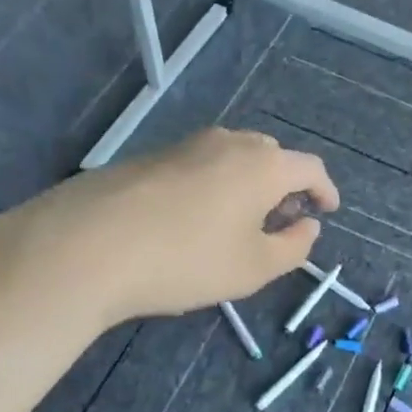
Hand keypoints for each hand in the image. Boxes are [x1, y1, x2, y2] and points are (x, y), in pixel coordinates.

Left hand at [0, 128, 338, 330]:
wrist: (84, 246)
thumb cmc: (185, 260)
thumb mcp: (254, 268)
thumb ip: (294, 246)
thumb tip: (307, 225)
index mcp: (263, 165)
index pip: (310, 168)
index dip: (325, 191)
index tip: (328, 212)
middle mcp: (228, 143)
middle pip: (272, 156)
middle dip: (286, 186)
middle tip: (282, 220)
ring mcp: (184, 146)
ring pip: (233, 158)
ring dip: (249, 184)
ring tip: (240, 222)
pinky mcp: (149, 157)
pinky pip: (199, 165)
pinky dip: (215, 186)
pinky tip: (195, 220)